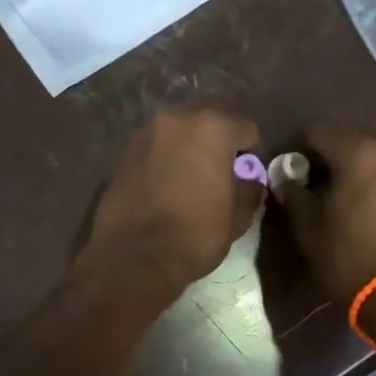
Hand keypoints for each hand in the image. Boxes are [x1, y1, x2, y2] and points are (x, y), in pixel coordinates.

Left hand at [80, 109, 263, 299]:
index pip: (246, 128)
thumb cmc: (195, 234)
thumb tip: (248, 180)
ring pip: (178, 134)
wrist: (133, 256)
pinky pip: (155, 150)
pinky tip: (165, 188)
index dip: (252, 154)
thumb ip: (250, 188)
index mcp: (211, 128)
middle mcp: (176, 119)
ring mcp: (145, 134)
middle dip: (218, 145)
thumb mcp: (238, 216)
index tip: (248, 178)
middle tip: (220, 177)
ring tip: (190, 183)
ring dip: (188, 151)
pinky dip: (164, 161)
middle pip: (209, 124)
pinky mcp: (123, 153)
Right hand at [271, 124, 375, 303]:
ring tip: (343, 188)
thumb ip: (294, 195)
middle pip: (353, 132)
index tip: (291, 170)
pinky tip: (368, 200)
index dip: (299, 146)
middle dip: (331, 148)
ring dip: (357, 159)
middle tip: (316, 176)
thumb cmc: (350, 258)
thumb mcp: (309, 228)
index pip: (319, 130)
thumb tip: (285, 179)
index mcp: (359, 152)